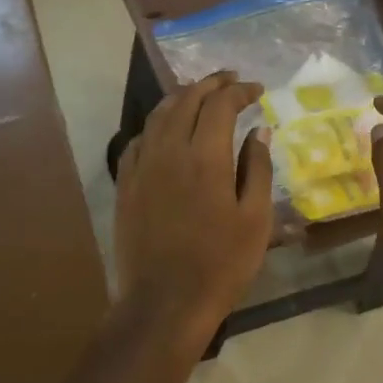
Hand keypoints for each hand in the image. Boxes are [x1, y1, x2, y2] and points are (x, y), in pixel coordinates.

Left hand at [115, 72, 272, 335]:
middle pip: (186, 100)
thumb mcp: (255, 219)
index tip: (256, 90)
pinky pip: (139, 139)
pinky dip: (157, 124)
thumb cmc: (220, 264)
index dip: (239, 90)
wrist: (164, 302)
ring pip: (158, 115)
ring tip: (199, 94)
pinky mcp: (125, 184)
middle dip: (210, 84)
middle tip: (230, 80)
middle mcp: (168, 150)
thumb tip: (257, 131)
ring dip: (181, 97)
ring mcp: (141, 166)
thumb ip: (257, 168)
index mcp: (204, 156)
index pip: (220, 104)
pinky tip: (166, 130)